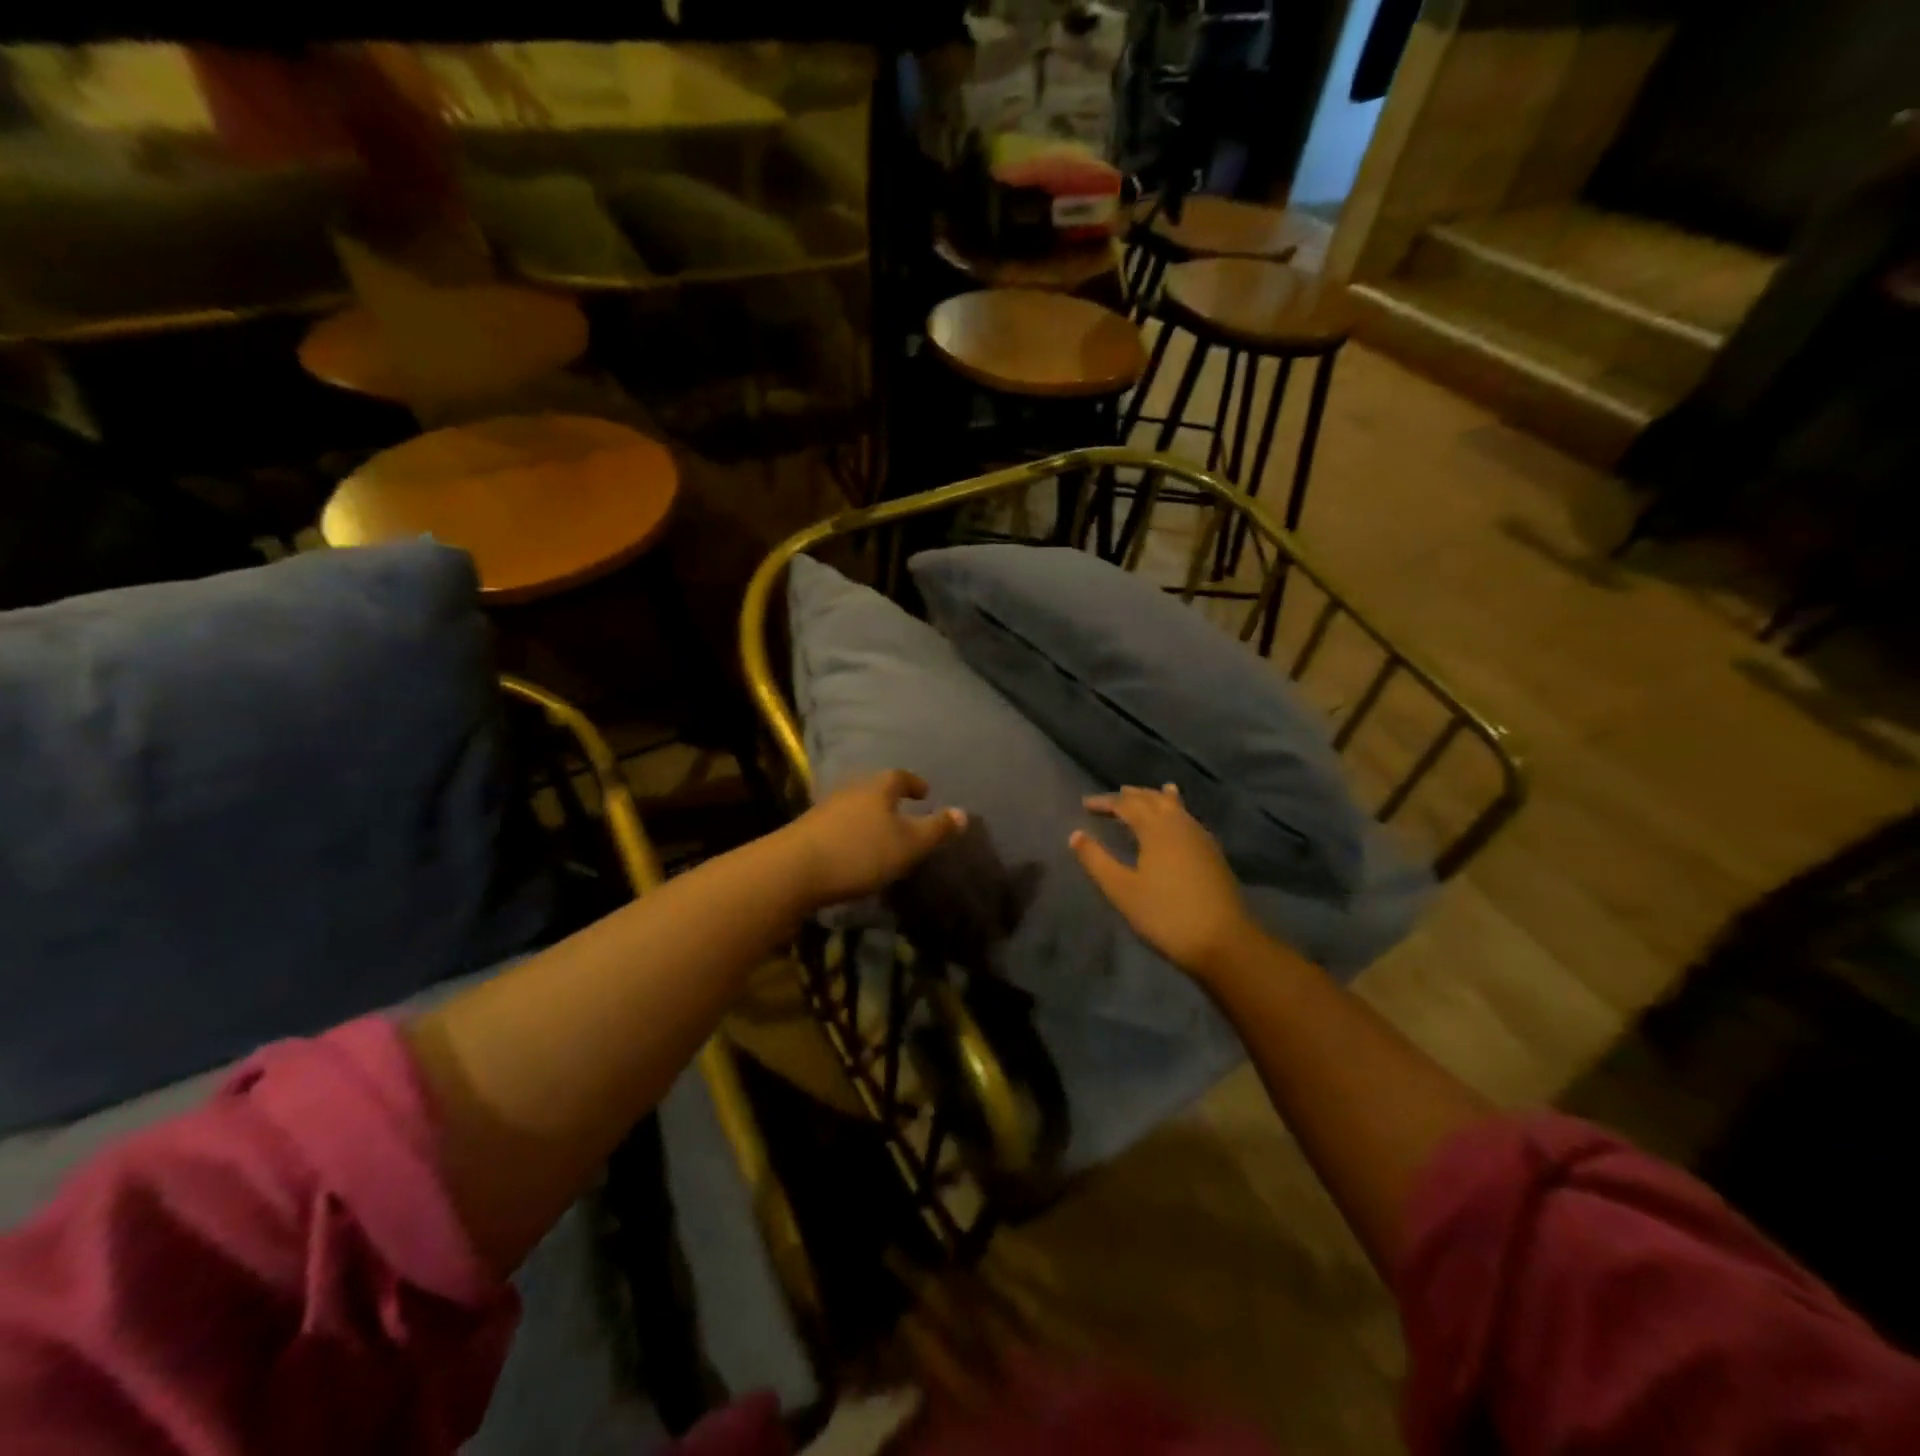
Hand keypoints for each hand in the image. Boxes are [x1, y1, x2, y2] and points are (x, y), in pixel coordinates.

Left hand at [784, 771, 966, 911]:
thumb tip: (964, 812)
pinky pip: (837, 824)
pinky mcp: (807, 830)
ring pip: (854, 806)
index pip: (900, 777)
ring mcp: (825, 808)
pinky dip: (851, 832)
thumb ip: (936, 829)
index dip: (914, 783)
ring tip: (880, 834)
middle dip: (890, 799)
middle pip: (874, 788)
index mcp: (878, 788)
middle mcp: (851, 790)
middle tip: (905, 812)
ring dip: (869, 816)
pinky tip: (853, 850)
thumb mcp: (908, 845)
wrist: (794, 869)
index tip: (925, 793)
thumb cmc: (860, 852)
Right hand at [1070, 784, 1261, 982]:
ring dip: (1155, 799)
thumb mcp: (1121, 890)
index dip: (1105, 802)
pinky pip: (1187, 819)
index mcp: (1156, 828)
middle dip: (1130, 796)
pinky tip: (1175, 823)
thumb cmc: (1165, 914)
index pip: (1126, 804)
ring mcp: (1200, 837)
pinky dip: (1174, 811)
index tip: (1085, 804)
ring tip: (1144, 796)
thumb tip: (1075, 835)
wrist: (1224, 941)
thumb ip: (1096, 860)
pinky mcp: (1212, 853)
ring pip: (1174, 807)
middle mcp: (1180, 824)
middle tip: (1112, 798)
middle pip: (1153, 799)